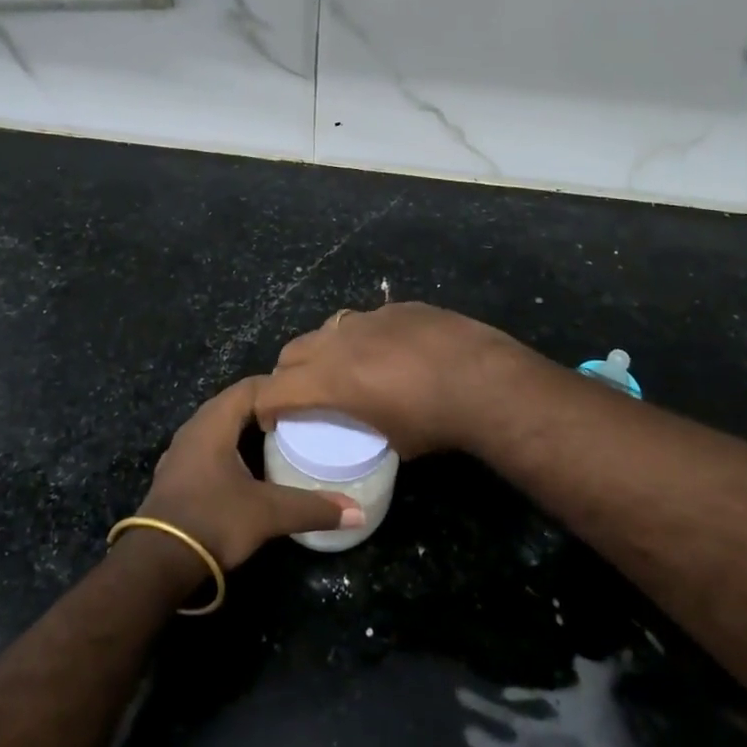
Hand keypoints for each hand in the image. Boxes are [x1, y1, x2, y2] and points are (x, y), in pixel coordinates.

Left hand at [137, 379, 363, 570]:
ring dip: (245, 430)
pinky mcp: (176, 475)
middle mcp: (194, 428)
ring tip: (279, 441)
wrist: (156, 562)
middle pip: (234, 404)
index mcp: (214, 422)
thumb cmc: (213, 520)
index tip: (307, 397)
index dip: (278, 387)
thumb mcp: (267, 513)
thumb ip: (312, 508)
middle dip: (265, 408)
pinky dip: (230, 449)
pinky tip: (247, 469)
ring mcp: (181, 452)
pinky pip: (209, 448)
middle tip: (300, 418)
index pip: (250, 386)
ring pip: (219, 427)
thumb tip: (357, 511)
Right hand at [253, 302, 540, 457]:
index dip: (265, 406)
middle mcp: (339, 341)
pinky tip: (391, 352)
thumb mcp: (391, 440)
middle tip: (304, 395)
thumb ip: (364, 426)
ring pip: (327, 328)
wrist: (481, 377)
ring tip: (345, 368)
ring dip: (324, 350)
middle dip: (288, 374)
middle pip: (293, 351)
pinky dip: (364, 337)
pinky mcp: (396, 307)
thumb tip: (367, 425)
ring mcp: (368, 318)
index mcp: (330, 379)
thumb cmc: (433, 420)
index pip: (274, 389)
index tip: (272, 420)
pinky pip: (366, 320)